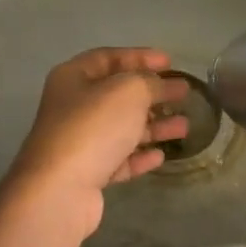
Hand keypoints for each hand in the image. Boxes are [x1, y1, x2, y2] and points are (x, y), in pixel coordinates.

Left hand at [1, 48, 190, 239]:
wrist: (61, 189)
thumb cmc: (94, 128)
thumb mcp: (128, 92)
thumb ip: (149, 82)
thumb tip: (160, 85)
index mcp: (73, 78)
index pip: (109, 58)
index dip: (140, 57)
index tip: (170, 62)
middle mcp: (73, 107)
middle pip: (118, 95)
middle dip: (152, 94)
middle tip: (183, 93)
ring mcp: (79, 143)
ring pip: (122, 129)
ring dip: (153, 126)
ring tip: (185, 127)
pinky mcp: (87, 174)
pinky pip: (119, 159)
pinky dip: (140, 156)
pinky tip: (161, 156)